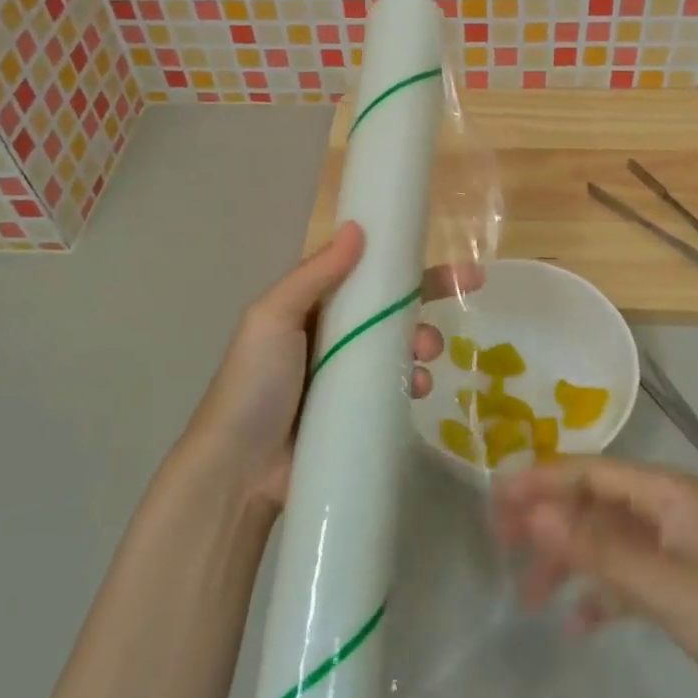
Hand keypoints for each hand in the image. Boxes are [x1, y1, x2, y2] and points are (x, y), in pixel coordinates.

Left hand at [185, 223, 474, 509]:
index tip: (442, 252)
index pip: (364, 273)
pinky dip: (413, 382)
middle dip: (426, 299)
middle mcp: (332, 336)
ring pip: (398, 347)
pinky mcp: (359, 413)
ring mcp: (347, 376)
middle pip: (389, 308)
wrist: (238, 470)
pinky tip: (418, 388)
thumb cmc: (254, 383)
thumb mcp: (273, 317)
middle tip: (458, 295)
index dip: (402, 262)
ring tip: (425, 355)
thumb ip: (314, 274)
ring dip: (422, 342)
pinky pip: (395, 388)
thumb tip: (357, 227)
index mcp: (311, 308)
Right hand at [492, 457, 697, 697]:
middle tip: (501, 542)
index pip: (591, 473)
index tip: (495, 497)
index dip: (543, 480)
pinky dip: (596, 598)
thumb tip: (534, 511)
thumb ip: (597, 549)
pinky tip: (575, 625)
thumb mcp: (665, 583)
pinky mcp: (676, 595)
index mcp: (667, 493)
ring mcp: (670, 556)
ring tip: (530, 597)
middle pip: (592, 505)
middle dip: (548, 521)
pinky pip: (622, 583)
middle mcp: (664, 515)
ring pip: (602, 546)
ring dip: (566, 564)